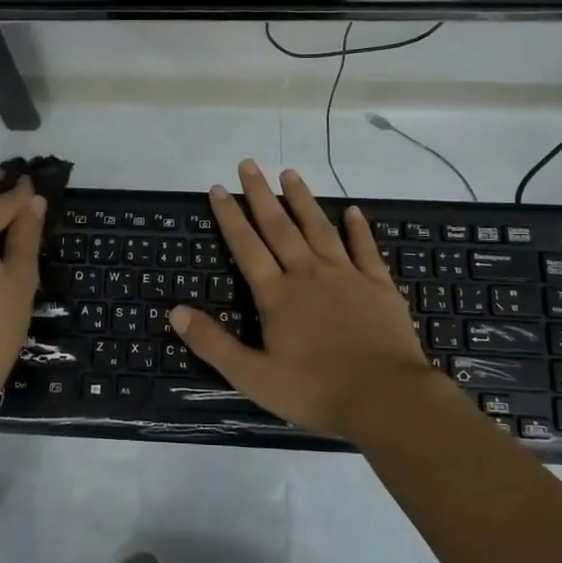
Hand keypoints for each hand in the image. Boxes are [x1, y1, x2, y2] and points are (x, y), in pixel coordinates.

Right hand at [170, 160, 448, 438]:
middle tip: (248, 164)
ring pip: (319, 228)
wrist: (386, 399)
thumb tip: (175, 311)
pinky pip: (365, 249)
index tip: (216, 188)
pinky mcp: (378, 285)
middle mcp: (308, 274)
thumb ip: (213, 343)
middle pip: (279, 227)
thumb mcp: (253, 376)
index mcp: (277, 295)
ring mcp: (346, 276)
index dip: (229, 217)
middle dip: (260, 195)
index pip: (246, 247)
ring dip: (302, 200)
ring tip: (289, 174)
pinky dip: (358, 228)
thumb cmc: (316, 391)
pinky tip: (352, 210)